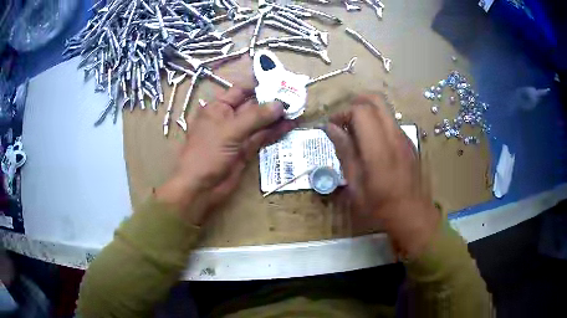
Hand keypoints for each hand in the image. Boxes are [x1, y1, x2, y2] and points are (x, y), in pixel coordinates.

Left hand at [156, 86, 295, 225]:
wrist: (201, 187)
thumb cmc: (207, 153)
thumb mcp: (230, 131)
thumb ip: (256, 117)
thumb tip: (280, 104)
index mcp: (218, 108)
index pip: (241, 90)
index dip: (259, 84)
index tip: (280, 80)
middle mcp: (228, 118)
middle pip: (253, 105)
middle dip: (272, 100)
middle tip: (295, 95)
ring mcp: (238, 135)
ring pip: (260, 122)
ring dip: (277, 116)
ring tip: (297, 109)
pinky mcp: (245, 150)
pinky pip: (262, 137)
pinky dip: (275, 131)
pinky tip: (290, 125)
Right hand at [323, 94, 439, 257]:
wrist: (412, 214)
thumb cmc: (379, 206)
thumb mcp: (355, 184)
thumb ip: (344, 151)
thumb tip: (330, 127)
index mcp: (378, 148)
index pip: (361, 111)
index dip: (343, 113)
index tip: (333, 126)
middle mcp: (394, 136)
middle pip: (376, 100)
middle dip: (356, 103)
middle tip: (344, 120)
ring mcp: (404, 137)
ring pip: (385, 109)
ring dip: (367, 112)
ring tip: (356, 132)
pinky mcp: (409, 142)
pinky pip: (391, 122)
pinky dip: (377, 122)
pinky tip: (371, 143)